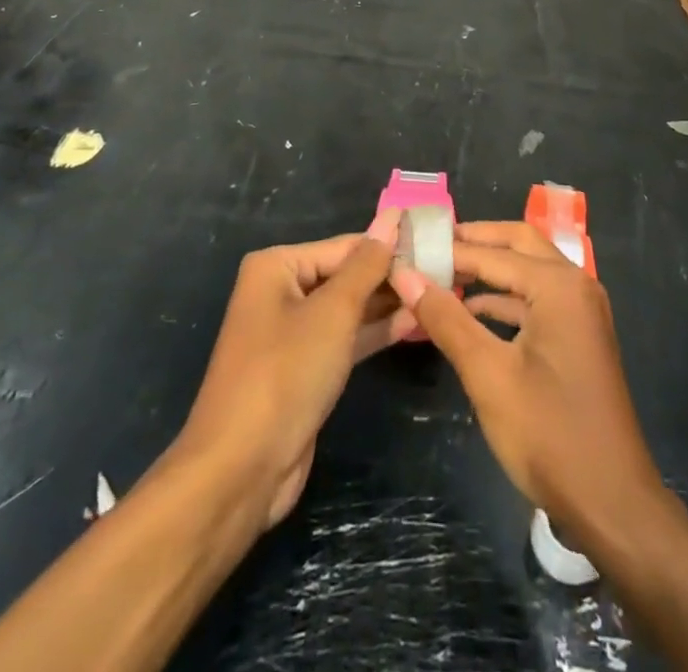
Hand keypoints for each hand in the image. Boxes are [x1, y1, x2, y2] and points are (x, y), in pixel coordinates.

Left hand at [177, 211, 414, 527]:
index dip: (390, 245)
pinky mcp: (306, 368)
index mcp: (276, 266)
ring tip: (439, 292)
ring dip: (389, 303)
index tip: (438, 243)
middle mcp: (282, 291)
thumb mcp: (332, 312)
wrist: (241, 470)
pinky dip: (376, 331)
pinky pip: (346, 338)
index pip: (345, 245)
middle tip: (446, 270)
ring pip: (349, 308)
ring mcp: (293, 332)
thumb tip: (393, 218)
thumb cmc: (285, 374)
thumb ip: (367, 266)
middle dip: (391, 276)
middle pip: (346, 274)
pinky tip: (415, 322)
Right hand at [391, 221, 664, 545]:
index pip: (493, 252)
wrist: (612, 503)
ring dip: (489, 269)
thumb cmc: (548, 433)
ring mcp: (581, 311)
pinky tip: (471, 311)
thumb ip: (446, 318)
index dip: (449, 248)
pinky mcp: (579, 335)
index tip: (408, 244)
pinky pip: (537, 299)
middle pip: (518, 244)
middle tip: (429, 245)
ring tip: (440, 274)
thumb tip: (405, 274)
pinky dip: (504, 298)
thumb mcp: (488, 374)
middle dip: (475, 242)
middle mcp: (576, 285)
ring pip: (528, 270)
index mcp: (559, 285)